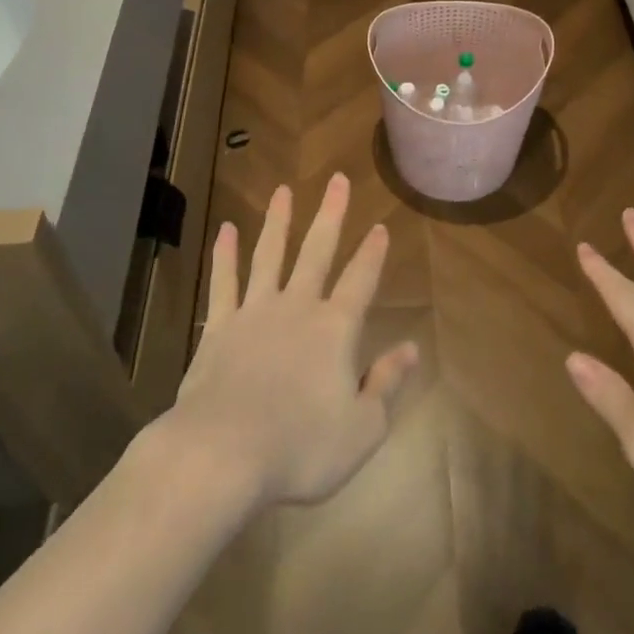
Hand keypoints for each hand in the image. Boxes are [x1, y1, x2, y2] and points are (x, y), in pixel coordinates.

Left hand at [165, 174, 419, 506]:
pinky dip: (225, 254)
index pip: (361, 281)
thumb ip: (387, 383)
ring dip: (278, 221)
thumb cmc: (301, 447)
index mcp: (335, 329)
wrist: (223, 453)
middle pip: (317, 251)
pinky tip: (226, 230)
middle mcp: (297, 308)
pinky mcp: (220, 327)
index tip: (380, 225)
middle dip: (330, 214)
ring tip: (283, 190)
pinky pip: (224, 281)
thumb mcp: (362, 428)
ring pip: (270, 255)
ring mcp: (255, 312)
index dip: (373, 253)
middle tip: (337, 180)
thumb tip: (412, 348)